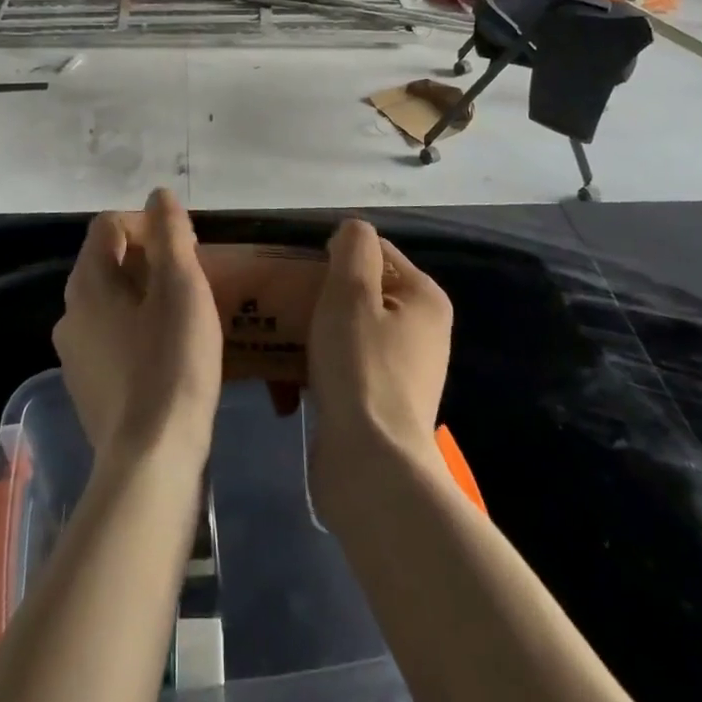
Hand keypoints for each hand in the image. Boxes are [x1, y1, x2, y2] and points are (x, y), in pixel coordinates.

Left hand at [52, 189, 223, 469]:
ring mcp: (74, 355)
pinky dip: (137, 331)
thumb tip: (158, 195)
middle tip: (192, 278)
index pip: (109, 225)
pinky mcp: (87, 388)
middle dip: (151, 259)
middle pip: (109, 263)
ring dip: (146, 296)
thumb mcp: (181, 286)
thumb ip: (170, 233)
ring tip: (186, 315)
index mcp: (87, 282)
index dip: (148, 223)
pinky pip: (111, 339)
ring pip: (111, 303)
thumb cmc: (171, 362)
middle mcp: (69, 313)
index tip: (186, 246)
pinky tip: (168, 355)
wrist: (150, 461)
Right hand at [307, 219, 451, 491]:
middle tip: (282, 310)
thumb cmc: (361, 368)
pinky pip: (345, 369)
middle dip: (317, 300)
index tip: (299, 276)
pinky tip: (288, 386)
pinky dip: (318, 371)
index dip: (333, 257)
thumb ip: (353, 247)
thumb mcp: (350, 292)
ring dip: (311, 337)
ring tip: (277, 347)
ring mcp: (404, 371)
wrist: (370, 467)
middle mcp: (422, 331)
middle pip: (359, 294)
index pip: (374, 253)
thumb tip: (351, 234)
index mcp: (424, 299)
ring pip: (347, 332)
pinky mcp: (383, 405)